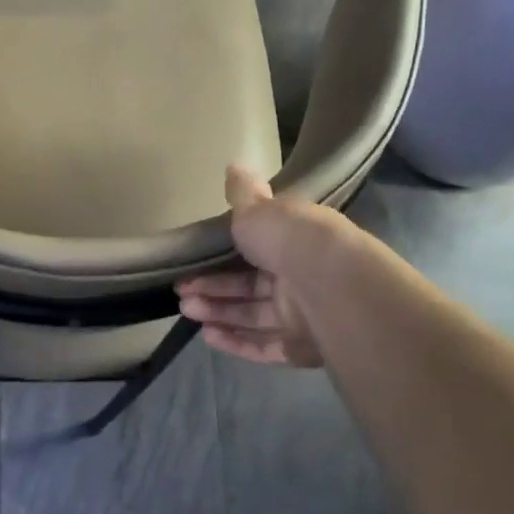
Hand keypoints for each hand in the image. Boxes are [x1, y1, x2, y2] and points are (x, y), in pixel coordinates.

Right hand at [176, 165, 349, 366]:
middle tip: (181, 292)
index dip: (221, 256)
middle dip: (212, 288)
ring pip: (253, 316)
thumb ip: (242, 194)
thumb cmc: (290, 240)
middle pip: (249, 286)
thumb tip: (234, 166)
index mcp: (294, 242)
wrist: (332, 285)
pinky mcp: (300, 348)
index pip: (256, 249)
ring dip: (218, 313)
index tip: (191, 262)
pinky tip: (208, 336)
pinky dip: (236, 342)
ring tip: (187, 310)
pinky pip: (264, 346)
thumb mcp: (259, 209)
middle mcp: (300, 277)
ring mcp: (303, 315)